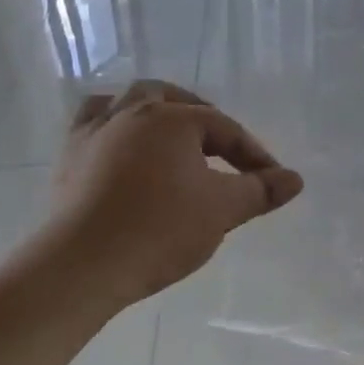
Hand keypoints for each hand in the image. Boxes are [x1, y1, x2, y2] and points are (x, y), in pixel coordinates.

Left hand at [42, 81, 303, 309]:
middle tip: (220, 144)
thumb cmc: (159, 230)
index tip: (270, 181)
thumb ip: (260, 190)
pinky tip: (120, 144)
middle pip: (173, 99)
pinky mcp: (69, 156)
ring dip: (153, 110)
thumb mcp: (222, 210)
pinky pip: (92, 122)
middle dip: (201, 116)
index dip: (253, 154)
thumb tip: (295, 179)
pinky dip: (113, 124)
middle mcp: (132, 112)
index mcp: (173, 118)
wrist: (82, 265)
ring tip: (168, 131)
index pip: (224, 129)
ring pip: (127, 101)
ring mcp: (95, 131)